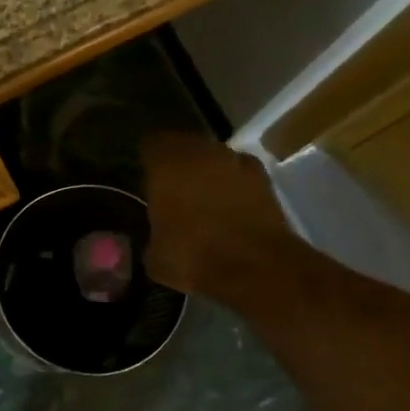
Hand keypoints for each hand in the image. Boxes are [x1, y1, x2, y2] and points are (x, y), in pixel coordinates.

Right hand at [142, 132, 294, 298]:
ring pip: (215, 158)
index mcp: (166, 163)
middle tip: (172, 187)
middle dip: (179, 163)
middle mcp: (201, 152)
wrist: (255, 267)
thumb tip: (156, 238)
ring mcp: (236, 162)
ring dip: (209, 172)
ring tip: (203, 198)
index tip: (144, 174)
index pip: (150, 143)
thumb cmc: (192, 256)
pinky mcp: (265, 179)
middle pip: (185, 145)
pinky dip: (234, 186)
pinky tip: (230, 208)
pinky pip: (240, 174)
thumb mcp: (155, 255)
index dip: (148, 159)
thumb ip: (153, 234)